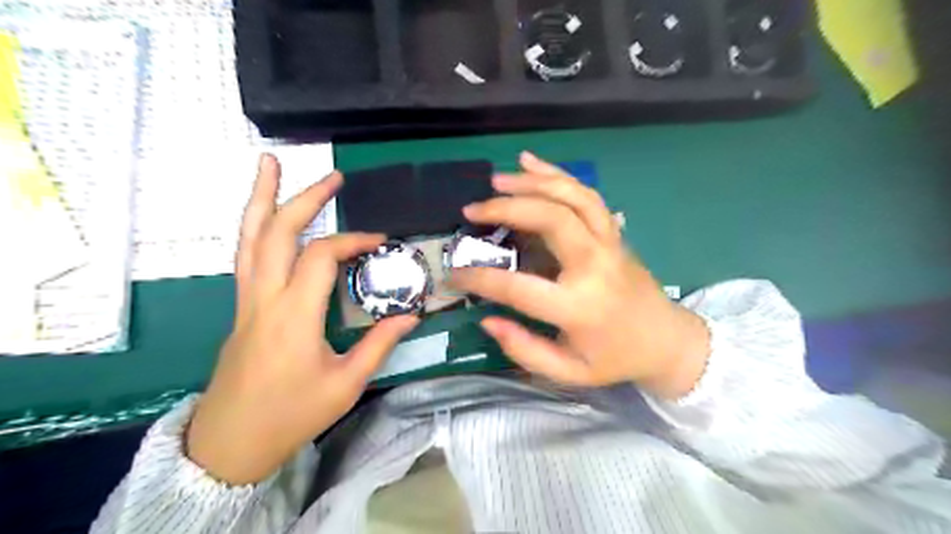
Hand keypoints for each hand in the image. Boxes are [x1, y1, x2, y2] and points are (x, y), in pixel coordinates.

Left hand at [188, 155, 417, 483]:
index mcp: (293, 316)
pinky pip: (245, 254)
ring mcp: (245, 300)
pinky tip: (265, 214)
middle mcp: (264, 298)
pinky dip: (255, 225)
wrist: (230, 443)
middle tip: (333, 177)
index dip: (352, 241)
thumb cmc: (291, 415)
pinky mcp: (241, 306)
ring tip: (269, 165)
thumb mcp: (345, 384)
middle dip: (305, 199)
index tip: (380, 242)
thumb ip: (379, 344)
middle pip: (276, 232)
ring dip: (261, 198)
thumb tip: (411, 315)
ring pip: (248, 237)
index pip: (320, 257)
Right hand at [450, 152, 708, 397]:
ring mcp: (608, 243)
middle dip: (506, 209)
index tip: (454, 273)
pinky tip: (530, 162)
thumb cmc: (615, 358)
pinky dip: (557, 174)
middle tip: (473, 210)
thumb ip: (525, 349)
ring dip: (532, 182)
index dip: (480, 279)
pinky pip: (587, 195)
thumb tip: (488, 320)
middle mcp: (594, 266)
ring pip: (571, 197)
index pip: (518, 287)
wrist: (666, 340)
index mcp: (579, 306)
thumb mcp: (568, 372)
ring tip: (497, 180)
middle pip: (551, 220)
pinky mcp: (613, 232)